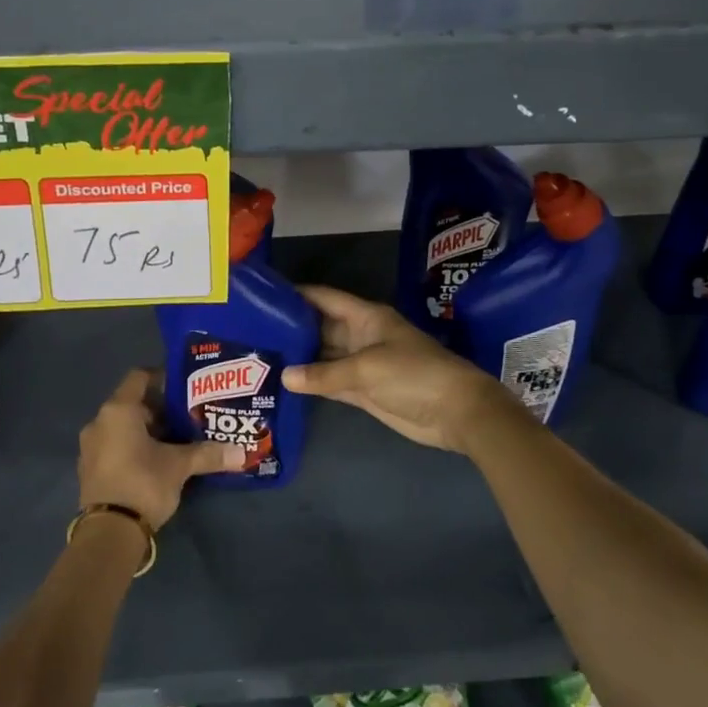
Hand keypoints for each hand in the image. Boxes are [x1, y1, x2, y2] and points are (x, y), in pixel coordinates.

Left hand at [78, 369, 242, 529]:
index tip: (186, 386)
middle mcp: (99, 422)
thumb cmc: (143, 483)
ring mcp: (91, 448)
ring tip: (178, 439)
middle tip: (189, 415)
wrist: (109, 534)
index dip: (162, 377)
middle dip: (160, 409)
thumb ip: (208, 454)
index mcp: (118, 410)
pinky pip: (116, 447)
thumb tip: (241, 452)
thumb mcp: (179, 466)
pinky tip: (158, 461)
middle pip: (133, 404)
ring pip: (124, 427)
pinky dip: (135, 448)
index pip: (139, 377)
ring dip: (148, 431)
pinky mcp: (91, 471)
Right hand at [281, 285, 512, 451]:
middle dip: (291, 329)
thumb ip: (325, 374)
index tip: (263, 296)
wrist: (455, 412)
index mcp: (365, 317)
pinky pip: (331, 381)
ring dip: (299, 357)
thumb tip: (285, 376)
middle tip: (252, 332)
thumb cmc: (414, 375)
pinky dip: (312, 383)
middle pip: (320, 327)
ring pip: (323, 356)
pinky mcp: (363, 391)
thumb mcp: (367, 369)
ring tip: (260, 356)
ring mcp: (361, 364)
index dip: (296, 295)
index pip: (324, 298)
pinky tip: (285, 383)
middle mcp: (360, 336)